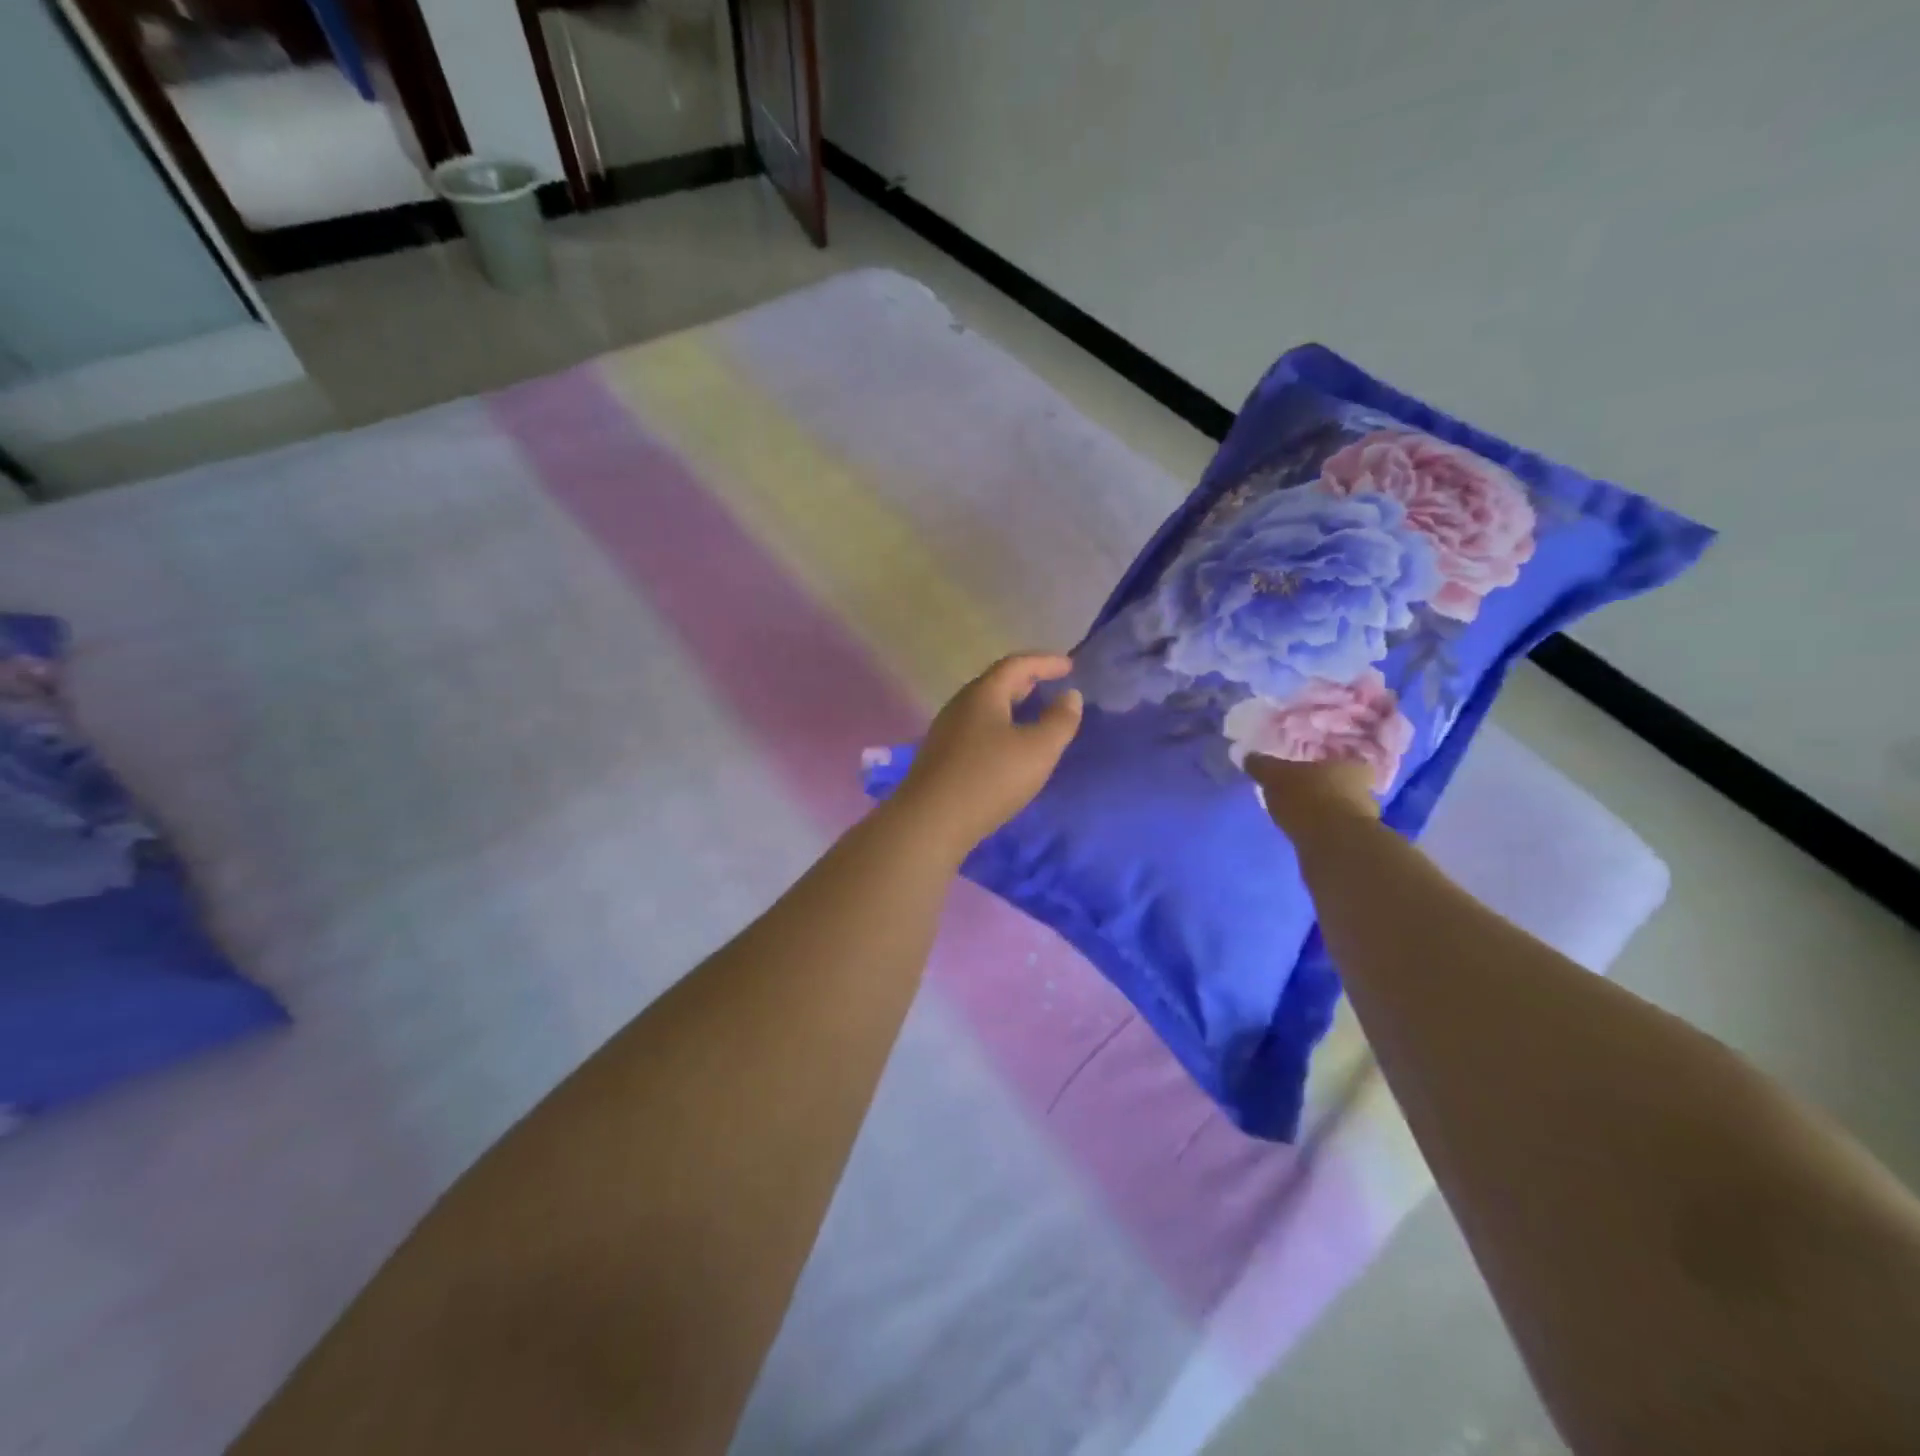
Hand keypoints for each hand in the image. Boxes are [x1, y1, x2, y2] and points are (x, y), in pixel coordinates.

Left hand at [895, 653, 1082, 856]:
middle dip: (1025, 681)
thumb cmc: (990, 779)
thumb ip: (1059, 721)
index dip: (1045, 662)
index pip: (1017, 664)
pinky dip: (997, 727)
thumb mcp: (1038, 750)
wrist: (930, 821)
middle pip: (996, 683)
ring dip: (1009, 706)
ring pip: (983, 708)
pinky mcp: (940, 757)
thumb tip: (1070, 695)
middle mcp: (960, 705)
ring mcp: (945, 731)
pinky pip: (975, 729)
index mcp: (983, 694)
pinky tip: (1006, 748)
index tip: (1069, 666)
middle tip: (1049, 685)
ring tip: (1031, 715)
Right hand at [1245, 752, 1380, 838]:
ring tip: (1298, 816)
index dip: (1324, 764)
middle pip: (1343, 786)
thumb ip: (1263, 766)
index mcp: (1353, 766)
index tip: (1307, 770)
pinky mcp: (1355, 845)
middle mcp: (1366, 790)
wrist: (1333, 845)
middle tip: (1299, 792)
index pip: (1343, 760)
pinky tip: (1304, 834)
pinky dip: (1321, 832)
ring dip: (1323, 813)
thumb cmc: (1308, 797)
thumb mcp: (1275, 776)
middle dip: (1323, 790)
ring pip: (1340, 810)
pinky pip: (1334, 832)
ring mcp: (1364, 820)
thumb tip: (1249, 756)